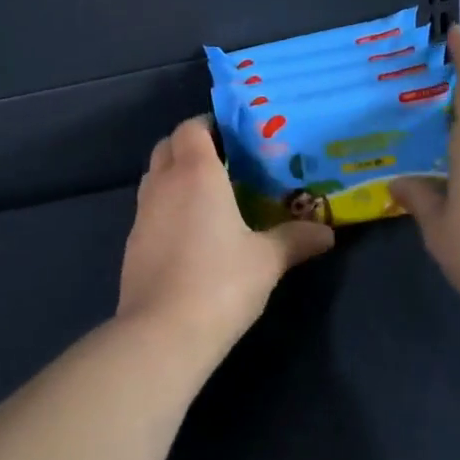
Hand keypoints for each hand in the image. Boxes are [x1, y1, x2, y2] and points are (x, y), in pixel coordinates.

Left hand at [117, 116, 334, 363]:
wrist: (162, 334)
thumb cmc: (220, 282)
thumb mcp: (267, 260)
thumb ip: (295, 239)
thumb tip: (327, 232)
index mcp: (196, 172)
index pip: (191, 127)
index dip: (208, 125)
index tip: (233, 137)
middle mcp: (164, 182)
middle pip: (168, 145)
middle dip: (190, 146)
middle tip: (222, 163)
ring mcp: (142, 212)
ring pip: (154, 176)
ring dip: (174, 175)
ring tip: (206, 196)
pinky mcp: (131, 242)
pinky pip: (148, 208)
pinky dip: (165, 207)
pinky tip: (188, 234)